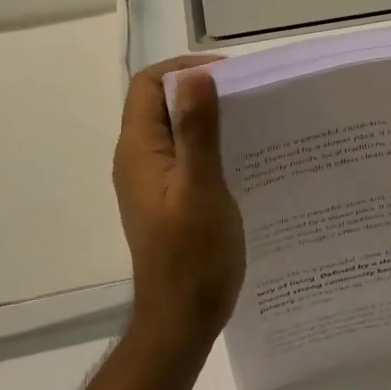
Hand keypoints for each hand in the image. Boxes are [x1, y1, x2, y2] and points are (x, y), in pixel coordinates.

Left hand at [112, 56, 246, 347]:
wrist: (181, 319)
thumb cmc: (193, 255)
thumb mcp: (201, 187)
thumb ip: (197, 130)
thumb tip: (195, 76)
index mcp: (139, 151)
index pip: (148, 85)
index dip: (184, 70)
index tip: (229, 76)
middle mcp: (138, 160)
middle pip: (161, 104)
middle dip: (200, 91)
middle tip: (248, 97)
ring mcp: (152, 181)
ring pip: (175, 130)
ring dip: (208, 119)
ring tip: (251, 122)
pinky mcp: (167, 199)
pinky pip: (185, 156)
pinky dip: (209, 145)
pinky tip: (243, 157)